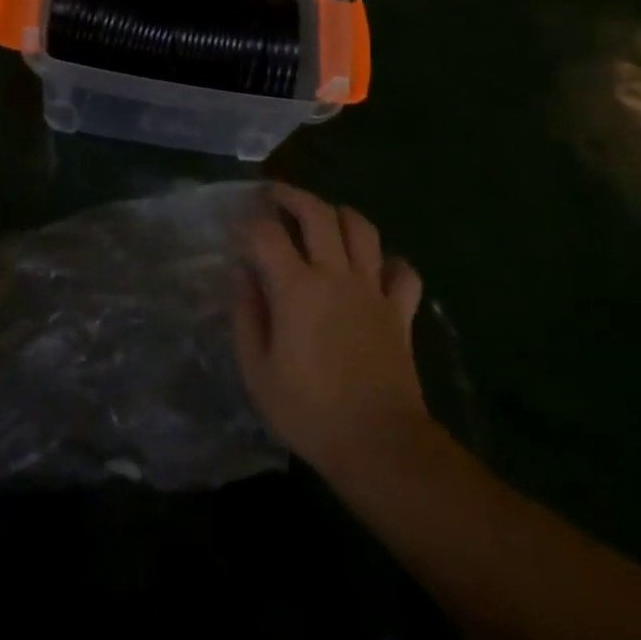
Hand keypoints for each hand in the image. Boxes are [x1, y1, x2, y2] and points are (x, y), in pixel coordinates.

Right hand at [234, 183, 429, 488]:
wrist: (380, 444)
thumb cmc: (309, 412)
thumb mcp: (257, 371)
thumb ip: (247, 316)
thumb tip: (243, 276)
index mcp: (296, 288)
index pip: (266, 234)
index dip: (248, 226)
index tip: (238, 233)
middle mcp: (335, 275)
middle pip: (317, 213)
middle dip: (293, 196)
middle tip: (276, 194)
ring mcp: (373, 290)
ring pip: (361, 229)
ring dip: (339, 214)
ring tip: (324, 218)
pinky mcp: (400, 311)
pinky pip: (402, 271)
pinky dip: (389, 261)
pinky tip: (375, 267)